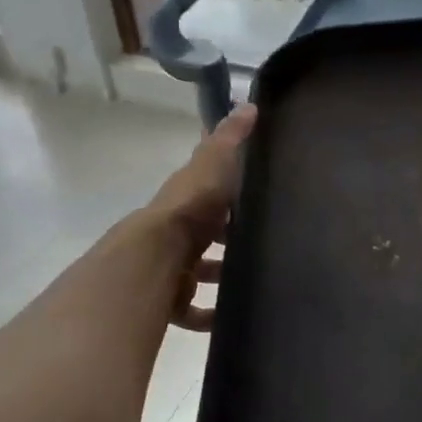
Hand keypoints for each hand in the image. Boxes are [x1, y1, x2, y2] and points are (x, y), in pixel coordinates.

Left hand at [147, 104, 255, 330]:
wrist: (157, 254)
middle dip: (228, 241)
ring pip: (199, 273)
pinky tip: (233, 317)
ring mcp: (172, 268)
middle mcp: (176, 233)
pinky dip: (211, 316)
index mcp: (187, 200)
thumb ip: (231, 138)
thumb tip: (248, 105)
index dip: (229, 196)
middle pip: (205, 236)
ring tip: (256, 279)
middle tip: (264, 244)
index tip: (259, 199)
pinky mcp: (171, 300)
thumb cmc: (191, 206)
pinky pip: (193, 311)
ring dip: (220, 277)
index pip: (208, 194)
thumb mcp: (215, 162)